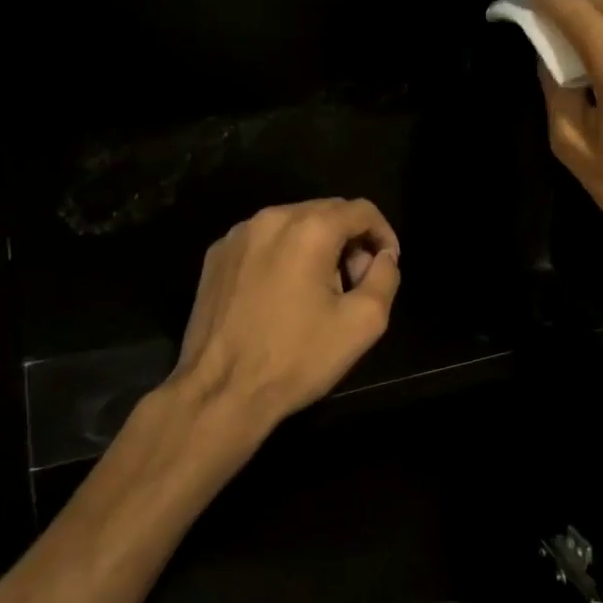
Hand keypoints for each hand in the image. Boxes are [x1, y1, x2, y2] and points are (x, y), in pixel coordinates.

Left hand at [169, 198, 400, 438]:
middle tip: (354, 284)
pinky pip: (264, 240)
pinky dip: (283, 254)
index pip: (362, 210)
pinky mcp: (217, 255)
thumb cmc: (297, 357)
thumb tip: (383, 256)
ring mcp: (238, 235)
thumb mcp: (363, 322)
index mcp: (310, 229)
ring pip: (294, 224)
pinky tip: (282, 294)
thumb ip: (385, 277)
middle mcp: (272, 218)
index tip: (385, 266)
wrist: (220, 391)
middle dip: (350, 241)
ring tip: (318, 291)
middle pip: (327, 212)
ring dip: (317, 246)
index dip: (383, 235)